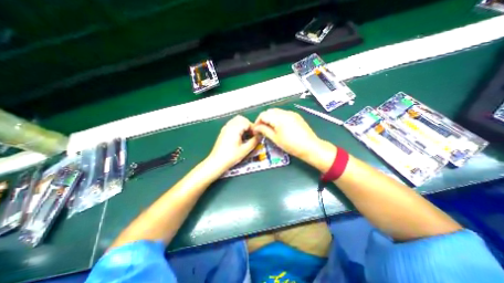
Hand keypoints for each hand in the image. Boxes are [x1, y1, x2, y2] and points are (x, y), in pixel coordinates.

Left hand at [206, 115, 258, 172]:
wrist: (217, 162)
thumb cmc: (230, 156)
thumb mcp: (245, 150)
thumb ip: (254, 141)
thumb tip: (260, 136)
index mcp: (235, 129)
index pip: (247, 122)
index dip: (254, 128)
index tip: (257, 135)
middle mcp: (229, 126)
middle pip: (241, 119)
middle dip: (248, 125)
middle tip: (252, 134)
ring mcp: (225, 128)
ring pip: (236, 121)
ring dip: (243, 125)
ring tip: (246, 135)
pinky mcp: (223, 132)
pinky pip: (232, 124)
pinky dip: (238, 127)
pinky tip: (240, 137)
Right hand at [252, 108, 322, 159]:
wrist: (310, 147)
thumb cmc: (291, 145)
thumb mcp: (275, 139)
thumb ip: (264, 130)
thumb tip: (256, 127)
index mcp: (279, 118)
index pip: (263, 114)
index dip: (257, 121)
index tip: (256, 129)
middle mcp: (285, 112)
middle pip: (269, 111)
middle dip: (264, 119)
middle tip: (262, 129)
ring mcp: (291, 113)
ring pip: (276, 112)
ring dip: (270, 118)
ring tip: (270, 128)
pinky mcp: (296, 116)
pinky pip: (283, 114)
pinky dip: (278, 118)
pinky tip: (279, 127)